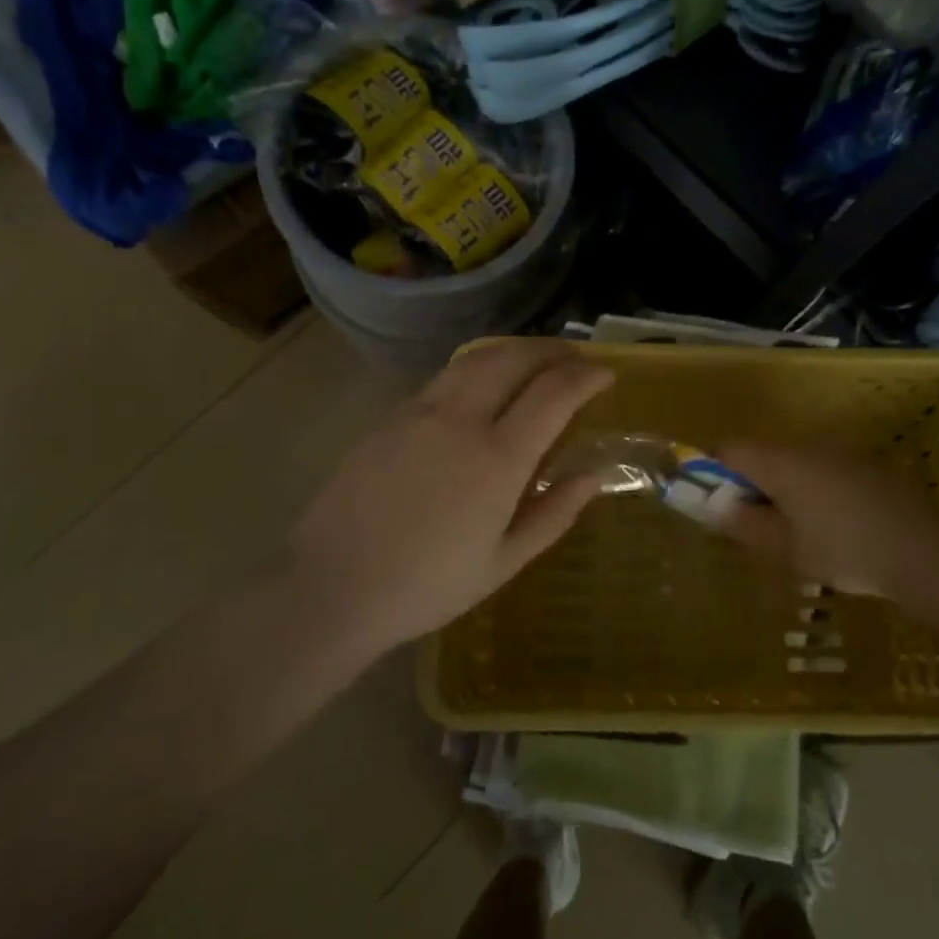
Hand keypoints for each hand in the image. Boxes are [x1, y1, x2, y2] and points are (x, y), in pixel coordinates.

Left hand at [286, 340, 611, 658]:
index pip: (554, 393)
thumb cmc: (427, 586)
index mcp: (497, 459)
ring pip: (476, 359)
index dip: (586, 376)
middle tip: (574, 357)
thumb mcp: (503, 563)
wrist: (333, 587)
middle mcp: (460, 420)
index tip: (605, 373)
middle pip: (514, 359)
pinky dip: (477, 366)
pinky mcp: (390, 417)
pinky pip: (445, 376)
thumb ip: (553, 514)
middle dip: (552, 351)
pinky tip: (482, 383)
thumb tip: (591, 476)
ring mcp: (420, 412)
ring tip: (534, 359)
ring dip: (514, 350)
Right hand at [717, 443, 938, 601]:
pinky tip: (832, 527)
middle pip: (762, 454)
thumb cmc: (845, 551)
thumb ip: (747, 525)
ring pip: (795, 463)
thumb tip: (718, 508)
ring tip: (795, 532)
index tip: (715, 503)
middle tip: (755, 525)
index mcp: (782, 462)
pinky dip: (814, 491)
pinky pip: (824, 471)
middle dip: (750, 485)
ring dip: (783, 489)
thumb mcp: (787, 548)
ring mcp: (842, 454)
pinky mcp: (868, 467)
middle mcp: (809, 446)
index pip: (730, 449)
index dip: (713, 471)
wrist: (925, 554)